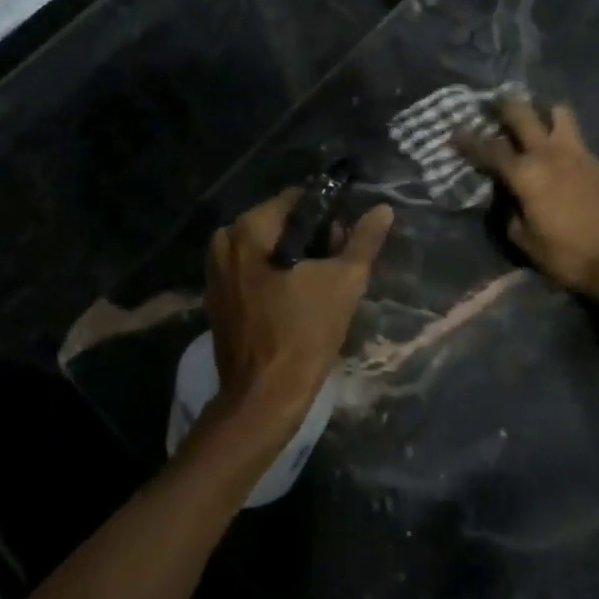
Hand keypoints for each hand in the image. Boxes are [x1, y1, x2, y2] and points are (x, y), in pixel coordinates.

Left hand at [204, 189, 393, 448]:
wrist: (264, 398)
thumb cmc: (304, 334)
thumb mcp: (344, 282)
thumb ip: (363, 241)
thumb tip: (383, 209)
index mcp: (248, 229)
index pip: (297, 200)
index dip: (329, 216)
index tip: (346, 243)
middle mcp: (224, 242)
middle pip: (280, 224)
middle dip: (312, 239)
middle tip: (338, 268)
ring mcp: (216, 272)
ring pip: (267, 250)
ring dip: (296, 261)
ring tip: (322, 288)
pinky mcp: (217, 299)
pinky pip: (253, 273)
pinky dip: (276, 278)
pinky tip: (297, 302)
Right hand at [458, 98, 598, 306]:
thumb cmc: (569, 255)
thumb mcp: (526, 242)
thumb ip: (510, 214)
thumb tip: (507, 200)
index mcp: (526, 174)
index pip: (490, 150)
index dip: (469, 141)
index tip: (454, 131)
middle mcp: (549, 154)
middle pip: (523, 113)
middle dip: (504, 105)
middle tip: (494, 103)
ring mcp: (578, 153)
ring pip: (558, 112)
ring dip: (542, 110)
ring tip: (534, 118)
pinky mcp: (598, 162)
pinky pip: (575, 136)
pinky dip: (561, 134)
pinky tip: (557, 149)